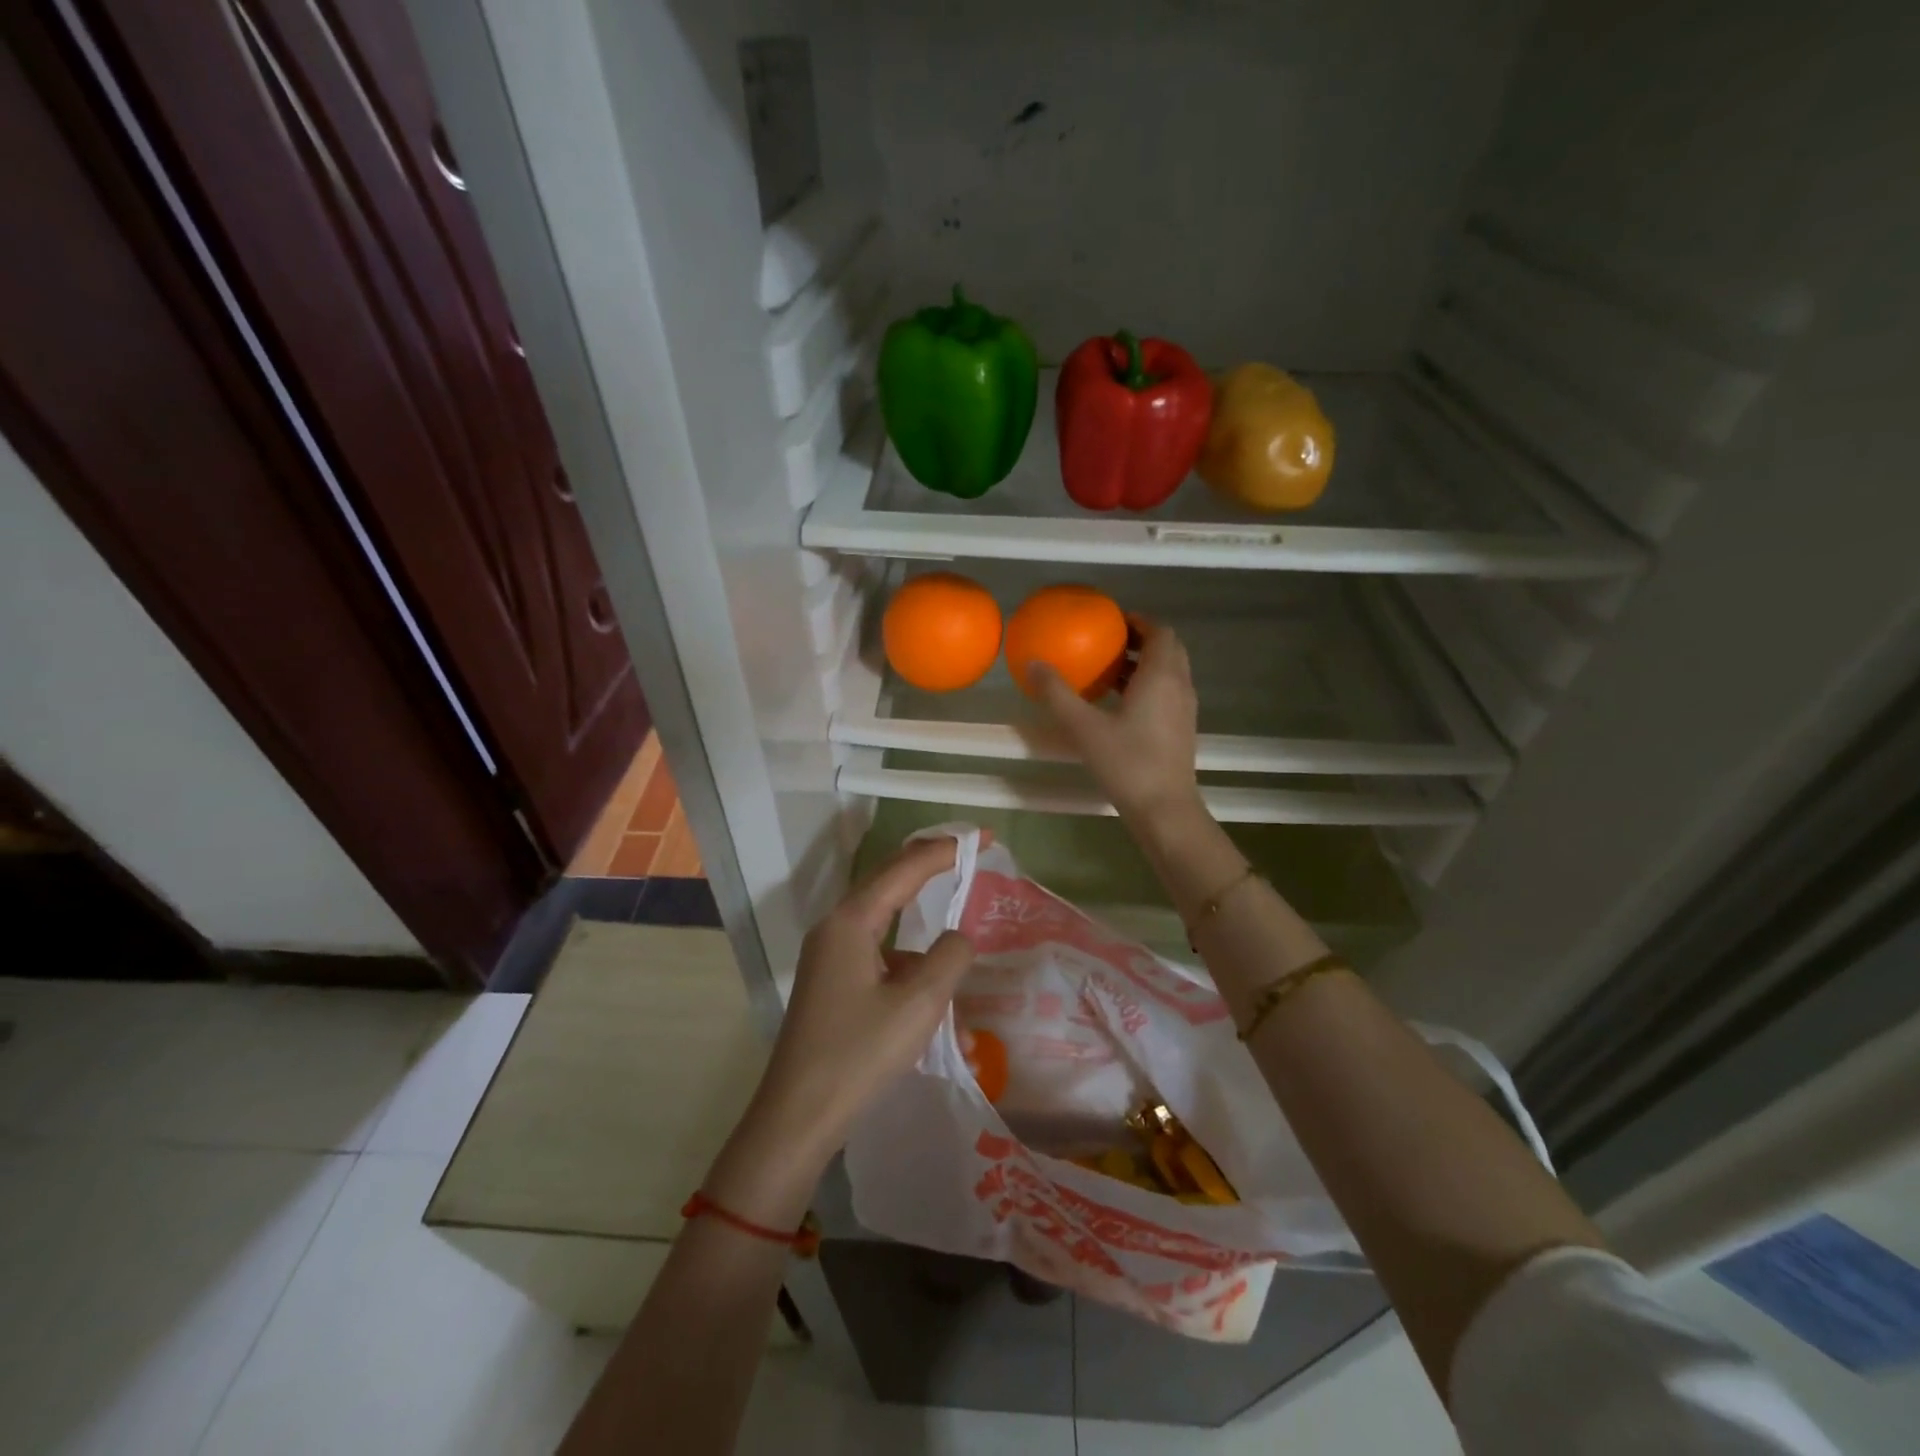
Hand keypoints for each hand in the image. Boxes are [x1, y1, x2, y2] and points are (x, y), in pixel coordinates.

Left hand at [704, 837, 973, 1225]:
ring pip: (886, 925)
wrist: (797, 1119)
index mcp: (851, 922)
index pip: (904, 867)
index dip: (945, 849)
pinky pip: (879, 958)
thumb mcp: (918, 1005)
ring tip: (958, 951)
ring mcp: (830, 957)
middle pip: (889, 882)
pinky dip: (911, 970)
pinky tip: (939, 1012)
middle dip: (930, 866)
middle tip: (970, 854)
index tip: (982, 839)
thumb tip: (958, 937)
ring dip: (923, 933)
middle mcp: (836, 929)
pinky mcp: (833, 984)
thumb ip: (949, 958)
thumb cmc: (858, 1055)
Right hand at [1032, 617, 1201, 824]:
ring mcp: (1184, 710)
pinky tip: (1118, 704)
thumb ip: (1057, 694)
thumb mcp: (1084, 727)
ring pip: (1169, 673)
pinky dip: (1147, 686)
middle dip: (1142, 640)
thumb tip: (1032, 663)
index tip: (1113, 620)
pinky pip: (1167, 693)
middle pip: (1168, 649)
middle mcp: (1179, 686)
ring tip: (1108, 670)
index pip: (1161, 632)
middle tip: (1109, 642)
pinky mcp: (1181, 730)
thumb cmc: (1127, 763)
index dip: (1139, 621)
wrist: (1164, 809)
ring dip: (1144, 665)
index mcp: (1161, 676)